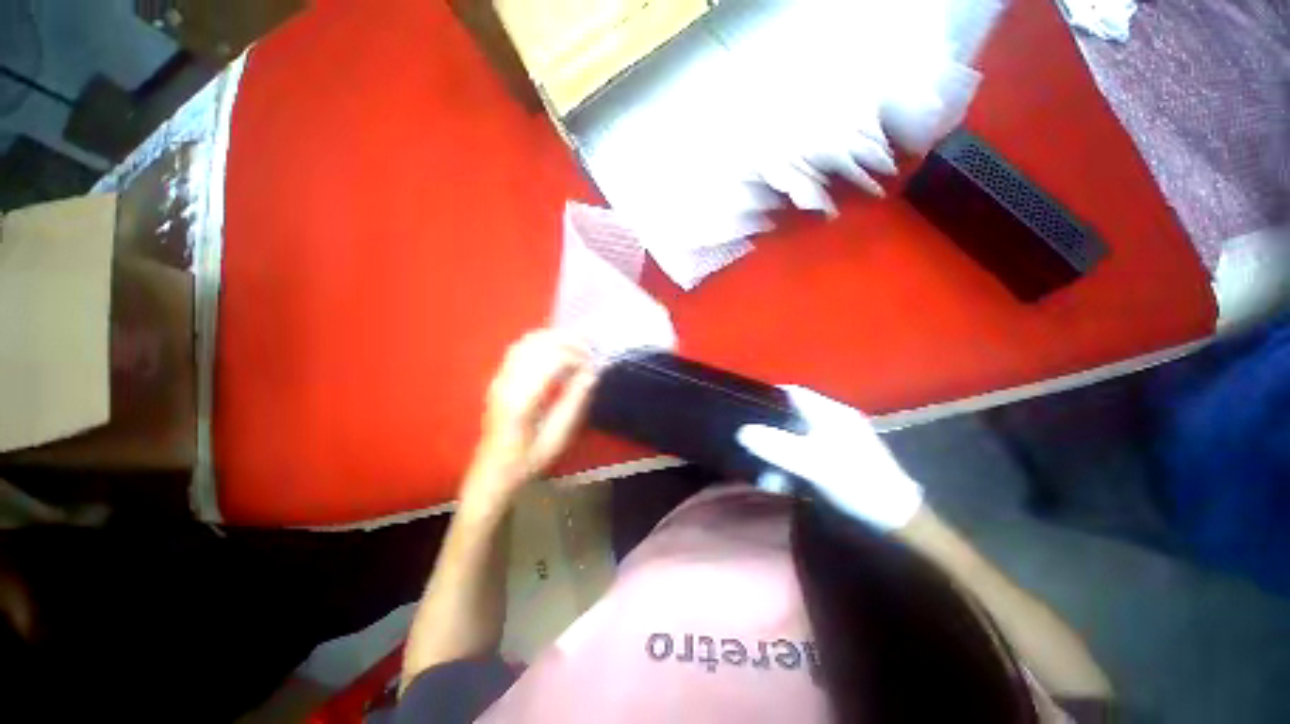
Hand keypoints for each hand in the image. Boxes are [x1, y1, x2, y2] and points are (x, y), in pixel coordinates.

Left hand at [463, 331, 597, 508]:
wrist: (492, 471)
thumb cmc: (528, 460)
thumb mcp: (557, 438)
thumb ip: (575, 403)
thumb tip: (591, 374)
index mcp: (521, 401)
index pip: (551, 360)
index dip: (576, 356)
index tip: (592, 365)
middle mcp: (507, 383)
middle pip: (538, 344)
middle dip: (567, 340)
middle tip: (590, 346)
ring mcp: (499, 379)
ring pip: (527, 342)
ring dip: (554, 337)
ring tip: (577, 342)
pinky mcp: (498, 378)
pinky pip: (519, 349)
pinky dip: (541, 341)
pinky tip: (556, 347)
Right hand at [736, 386, 922, 531]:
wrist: (894, 524)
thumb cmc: (857, 484)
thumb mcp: (816, 463)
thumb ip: (779, 446)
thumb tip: (742, 431)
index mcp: (832, 414)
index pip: (794, 394)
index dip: (769, 396)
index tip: (744, 407)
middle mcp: (831, 423)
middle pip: (790, 415)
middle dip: (767, 425)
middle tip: (743, 436)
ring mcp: (831, 444)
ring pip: (792, 437)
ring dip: (773, 448)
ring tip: (752, 462)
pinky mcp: (830, 464)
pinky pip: (798, 457)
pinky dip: (784, 464)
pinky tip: (772, 478)